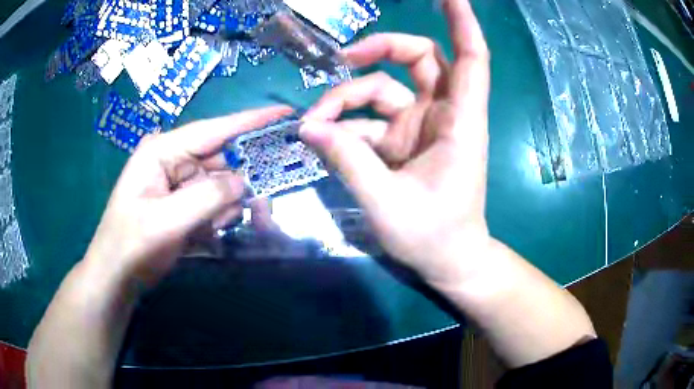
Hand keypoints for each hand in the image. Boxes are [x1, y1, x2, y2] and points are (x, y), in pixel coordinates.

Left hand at [84, 106, 291, 284]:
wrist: (118, 275)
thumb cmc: (132, 244)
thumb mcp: (166, 221)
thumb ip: (207, 198)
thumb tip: (244, 181)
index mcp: (163, 151)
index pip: (214, 129)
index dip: (251, 121)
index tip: (286, 113)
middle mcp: (173, 159)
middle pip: (222, 160)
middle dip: (243, 181)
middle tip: (265, 205)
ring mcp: (178, 182)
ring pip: (221, 185)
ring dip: (228, 206)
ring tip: (218, 229)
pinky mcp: (183, 202)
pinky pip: (213, 202)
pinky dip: (219, 217)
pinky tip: (210, 233)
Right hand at [300, 0, 489, 284]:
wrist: (448, 260)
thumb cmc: (433, 235)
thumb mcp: (387, 203)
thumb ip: (348, 161)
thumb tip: (308, 128)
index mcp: (459, 122)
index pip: (471, 59)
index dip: (463, 23)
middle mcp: (442, 114)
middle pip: (419, 58)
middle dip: (379, 50)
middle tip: (342, 60)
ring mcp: (421, 125)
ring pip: (383, 88)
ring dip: (346, 99)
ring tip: (314, 124)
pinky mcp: (403, 140)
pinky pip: (369, 119)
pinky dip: (345, 126)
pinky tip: (323, 140)